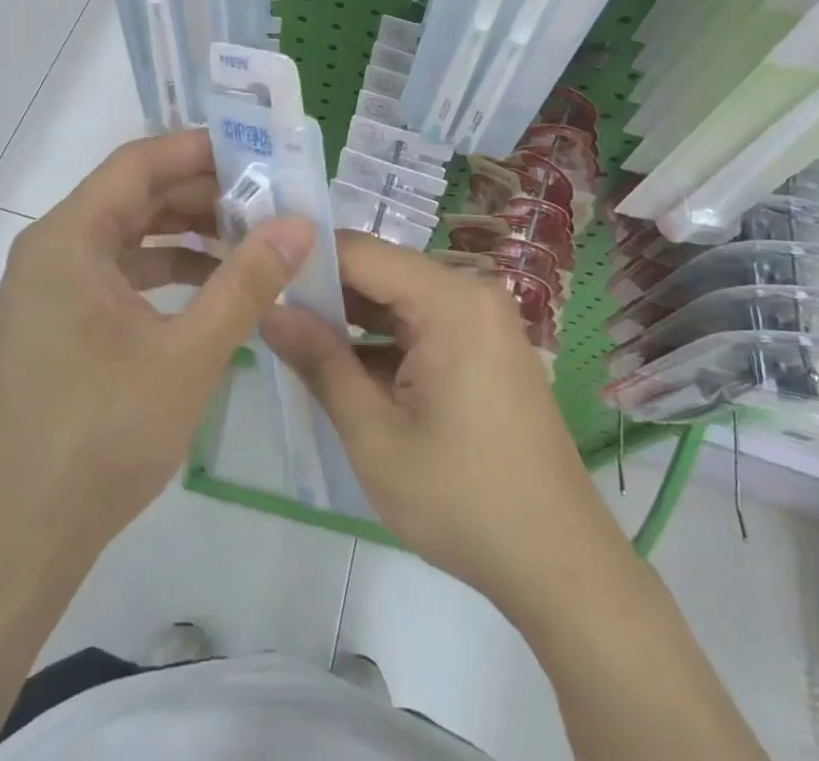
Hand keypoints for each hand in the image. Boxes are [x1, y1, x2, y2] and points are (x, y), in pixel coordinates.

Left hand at [0, 129, 313, 564]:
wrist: (21, 538)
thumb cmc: (102, 436)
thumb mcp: (189, 354)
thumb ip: (246, 282)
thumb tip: (299, 224)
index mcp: (69, 239)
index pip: (138, 163)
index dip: (198, 149)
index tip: (257, 151)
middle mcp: (54, 249)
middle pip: (135, 195)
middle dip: (202, 193)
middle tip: (268, 197)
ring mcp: (54, 287)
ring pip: (130, 234)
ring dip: (189, 232)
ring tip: (253, 239)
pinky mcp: (62, 320)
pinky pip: (121, 272)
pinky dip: (168, 269)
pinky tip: (215, 286)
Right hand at [262, 233, 627, 617]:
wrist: (559, 566)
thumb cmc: (462, 498)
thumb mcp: (374, 435)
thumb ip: (319, 363)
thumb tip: (269, 310)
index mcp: (450, 299)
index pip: (360, 253)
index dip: (305, 260)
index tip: (258, 275)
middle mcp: (470, 294)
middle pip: (380, 273)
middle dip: (325, 293)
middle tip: (266, 311)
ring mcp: (482, 322)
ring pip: (398, 301)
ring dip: (351, 321)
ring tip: (291, 337)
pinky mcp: (485, 349)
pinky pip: (422, 327)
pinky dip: (383, 344)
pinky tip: (342, 368)